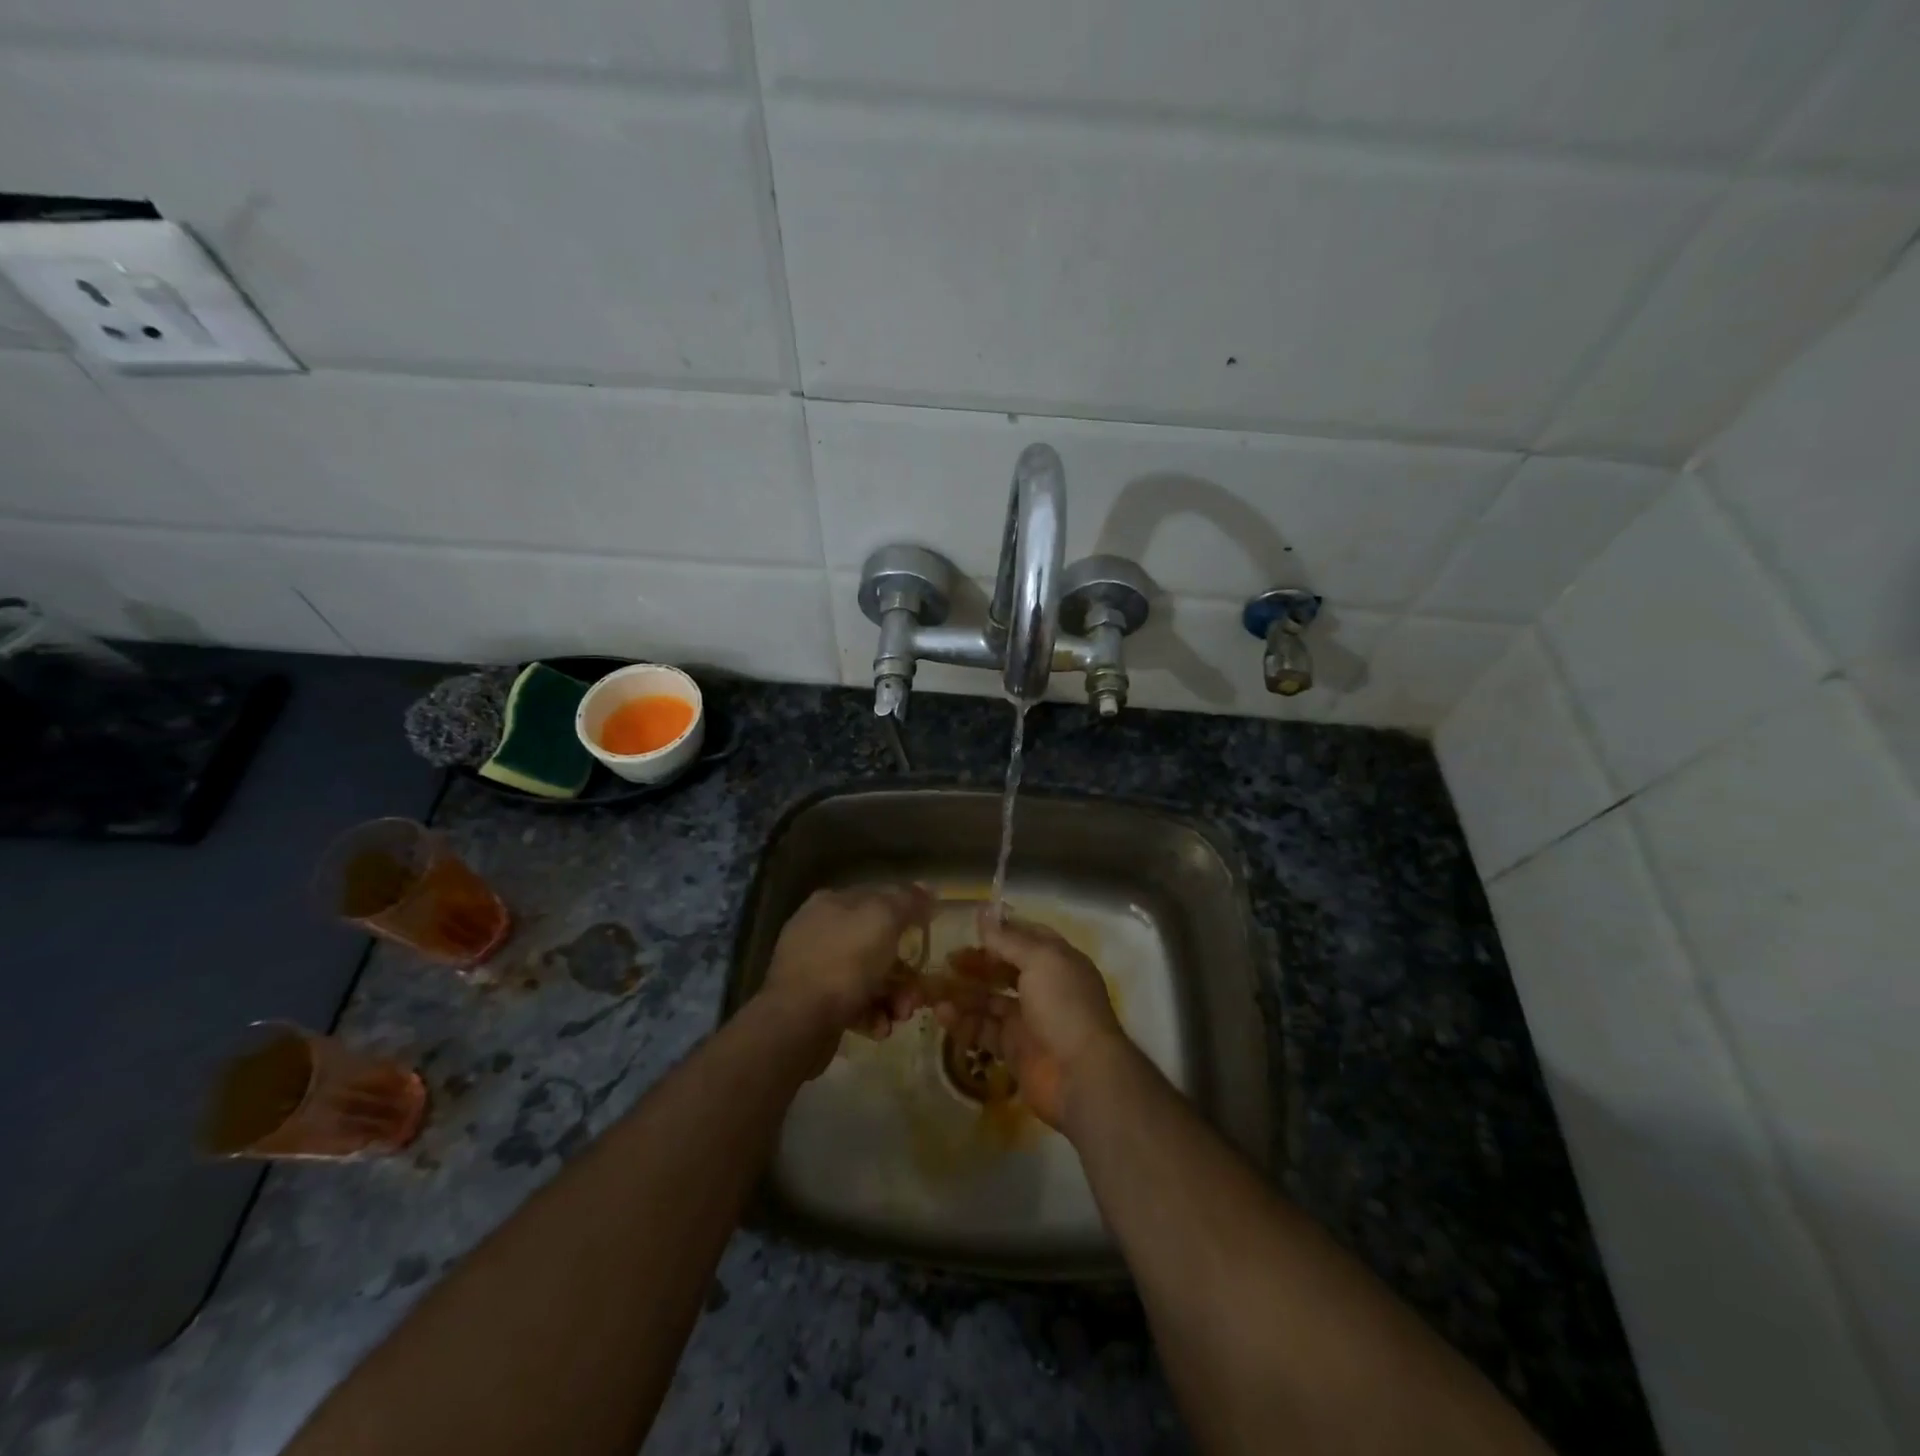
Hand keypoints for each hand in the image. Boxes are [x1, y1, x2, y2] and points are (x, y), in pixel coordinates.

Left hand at [759, 885, 931, 1060]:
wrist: (798, 1022)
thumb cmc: (844, 962)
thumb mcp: (883, 920)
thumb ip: (907, 901)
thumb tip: (926, 889)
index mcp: (833, 902)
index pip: (878, 897)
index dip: (908, 911)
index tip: (930, 931)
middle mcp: (820, 930)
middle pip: (876, 943)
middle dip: (903, 968)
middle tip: (918, 991)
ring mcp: (814, 968)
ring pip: (868, 976)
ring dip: (893, 996)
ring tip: (901, 1015)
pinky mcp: (813, 1003)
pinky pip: (853, 1003)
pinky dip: (872, 1014)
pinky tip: (880, 1028)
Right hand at [934, 910, 1130, 1128]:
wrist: (1081, 1075)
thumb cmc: (1064, 1005)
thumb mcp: (1040, 960)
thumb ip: (1008, 939)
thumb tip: (983, 913)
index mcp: (1057, 961)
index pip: (1026, 939)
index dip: (999, 933)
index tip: (969, 929)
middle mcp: (1043, 987)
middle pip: (1003, 970)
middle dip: (975, 964)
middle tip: (946, 961)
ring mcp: (1028, 1020)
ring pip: (989, 1001)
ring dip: (963, 993)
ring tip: (932, 990)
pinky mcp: (1013, 1049)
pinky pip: (983, 1031)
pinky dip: (963, 1023)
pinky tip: (942, 1015)